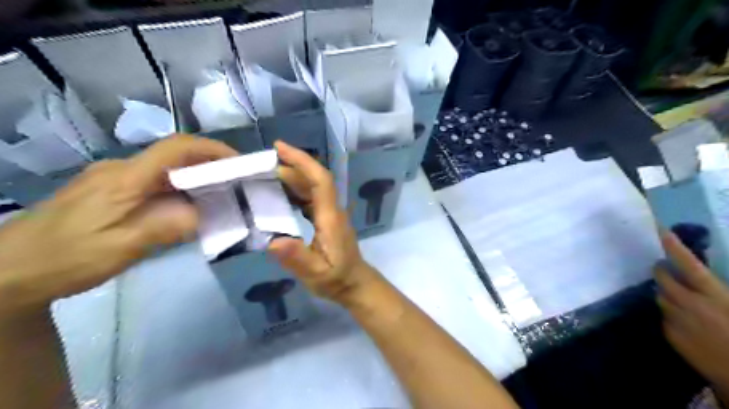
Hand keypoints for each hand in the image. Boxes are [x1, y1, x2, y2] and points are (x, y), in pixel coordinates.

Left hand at [0, 136, 235, 318]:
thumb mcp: (120, 247)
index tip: (239, 162)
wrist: (10, 270)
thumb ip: (164, 227)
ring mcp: (115, 179)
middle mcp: (121, 170)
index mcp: (125, 178)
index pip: (176, 148)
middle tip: (236, 186)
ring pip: (167, 171)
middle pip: (175, 157)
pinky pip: (156, 183)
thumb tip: (202, 214)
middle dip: (210, 167)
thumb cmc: (65, 257)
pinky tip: (187, 210)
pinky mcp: (112, 191)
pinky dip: (180, 191)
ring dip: (196, 181)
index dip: (211, 149)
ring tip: (219, 200)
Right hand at [267, 140, 381, 303]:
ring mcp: (331, 214)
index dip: (303, 162)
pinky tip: (281, 194)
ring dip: (293, 176)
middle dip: (293, 165)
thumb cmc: (336, 279)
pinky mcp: (327, 219)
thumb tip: (274, 242)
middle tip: (264, 161)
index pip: (321, 181)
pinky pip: (311, 198)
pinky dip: (296, 190)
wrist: (354, 283)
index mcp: (330, 217)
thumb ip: (297, 259)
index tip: (280, 149)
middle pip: (316, 179)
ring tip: (268, 173)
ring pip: (314, 187)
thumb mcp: (315, 274)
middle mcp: (332, 210)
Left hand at [659, 232, 727, 401]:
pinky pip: (664, 316)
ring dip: (667, 292)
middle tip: (667, 267)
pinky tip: (687, 321)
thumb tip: (704, 279)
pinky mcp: (668, 333)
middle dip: (662, 270)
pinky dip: (671, 313)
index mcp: (715, 296)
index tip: (661, 229)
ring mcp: (676, 319)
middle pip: (662, 278)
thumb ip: (720, 289)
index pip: (689, 265)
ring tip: (681, 296)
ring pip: (661, 296)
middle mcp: (689, 304)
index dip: (674, 246)